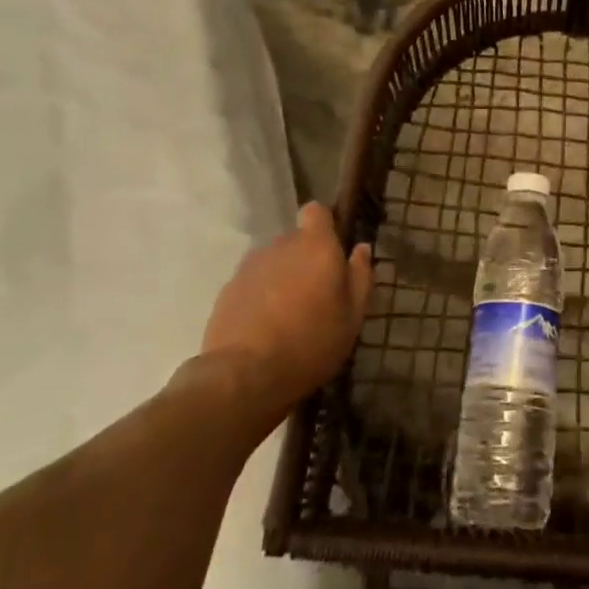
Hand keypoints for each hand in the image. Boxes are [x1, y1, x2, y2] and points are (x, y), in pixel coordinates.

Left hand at [199, 203, 373, 427]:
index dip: (323, 225)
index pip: (316, 212)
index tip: (331, 249)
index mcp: (316, 246)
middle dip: (304, 259)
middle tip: (315, 294)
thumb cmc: (311, 343)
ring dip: (281, 277)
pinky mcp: (227, 290)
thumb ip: (359, 276)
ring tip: (287, 313)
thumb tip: (360, 249)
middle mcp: (281, 246)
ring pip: (273, 262)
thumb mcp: (352, 316)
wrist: (245, 376)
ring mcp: (250, 266)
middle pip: (295, 240)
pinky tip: (264, 327)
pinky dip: (259, 296)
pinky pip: (252, 283)